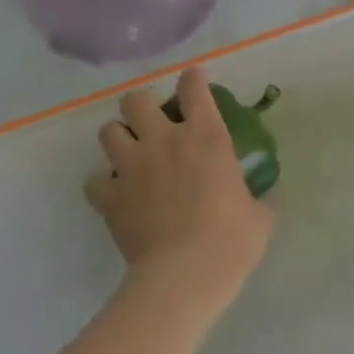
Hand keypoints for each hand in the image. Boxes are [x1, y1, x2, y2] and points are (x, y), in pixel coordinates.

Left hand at [85, 66, 273, 305]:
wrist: (185, 273)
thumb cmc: (231, 241)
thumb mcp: (258, 216)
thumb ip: (254, 199)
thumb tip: (257, 202)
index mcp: (206, 138)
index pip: (194, 89)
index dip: (192, 79)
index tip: (193, 80)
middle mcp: (164, 141)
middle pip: (136, 100)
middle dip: (142, 106)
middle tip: (151, 122)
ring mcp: (131, 167)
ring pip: (108, 131)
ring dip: (118, 138)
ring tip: (129, 153)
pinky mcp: (109, 197)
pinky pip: (94, 181)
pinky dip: (103, 185)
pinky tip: (115, 194)